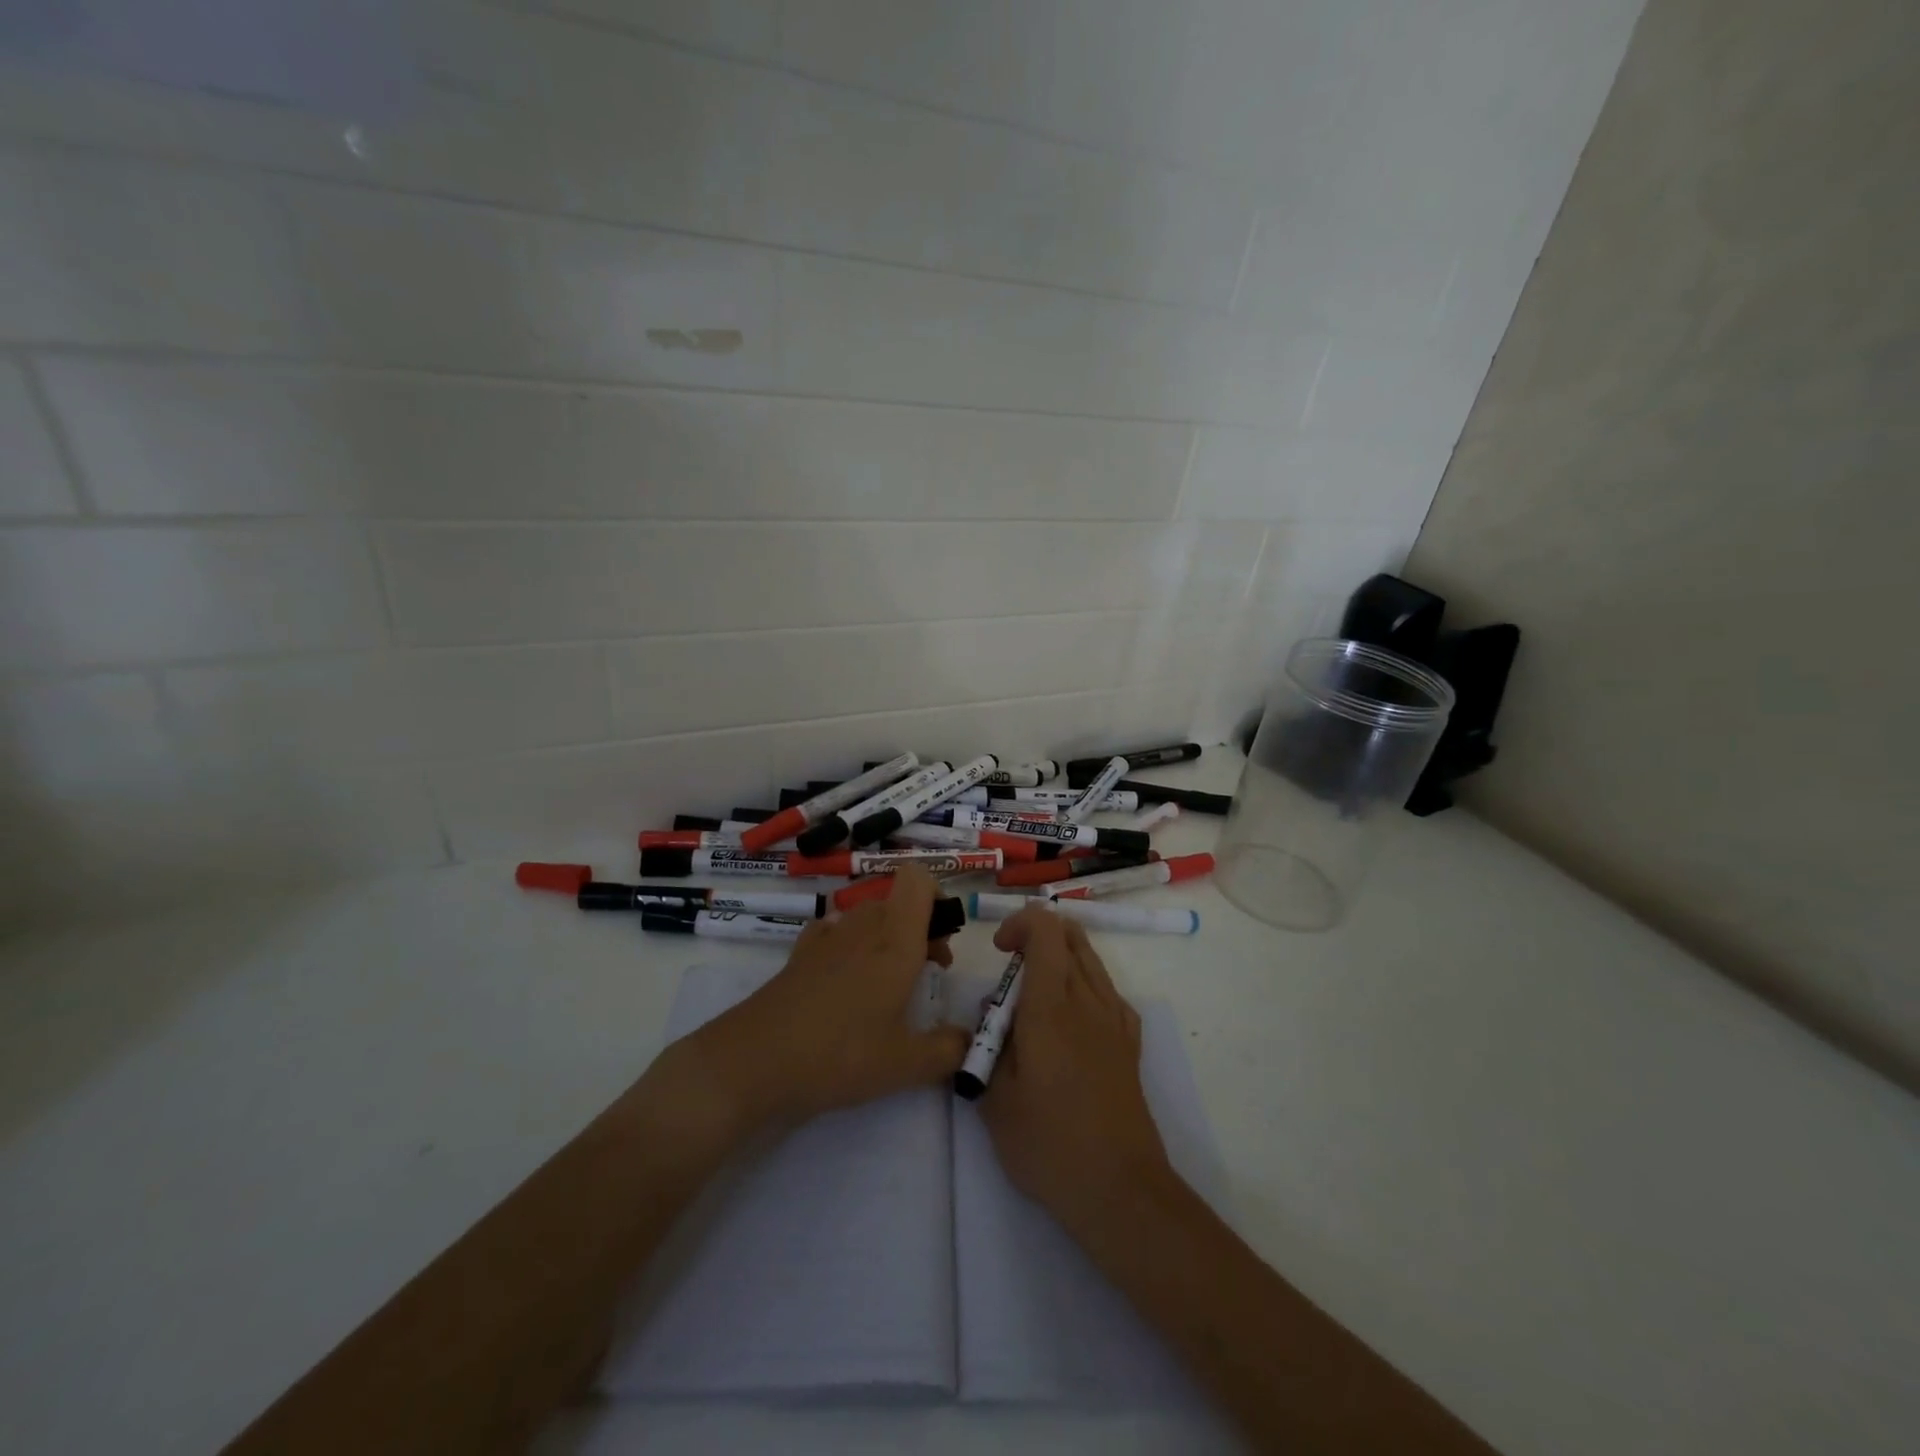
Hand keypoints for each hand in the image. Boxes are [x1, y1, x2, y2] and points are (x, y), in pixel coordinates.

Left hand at [675, 865, 967, 1135]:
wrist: (755, 1061)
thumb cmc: (840, 1054)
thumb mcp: (905, 1065)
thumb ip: (948, 1050)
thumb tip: (968, 1042)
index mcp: (895, 940)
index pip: (918, 878)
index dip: (937, 896)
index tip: (944, 939)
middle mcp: (863, 927)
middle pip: (897, 900)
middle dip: (920, 927)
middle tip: (927, 973)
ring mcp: (827, 938)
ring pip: (868, 917)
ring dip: (887, 939)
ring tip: (890, 986)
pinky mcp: (800, 954)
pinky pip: (836, 933)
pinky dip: (850, 947)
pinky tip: (847, 985)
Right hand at [978, 906, 1172, 1236]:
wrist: (1120, 1189)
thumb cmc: (1049, 1146)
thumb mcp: (995, 1100)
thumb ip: (987, 1047)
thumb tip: (992, 1016)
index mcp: (1050, 1007)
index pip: (1045, 929)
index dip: (1019, 924)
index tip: (1000, 952)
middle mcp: (1087, 1001)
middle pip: (1070, 935)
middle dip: (1037, 937)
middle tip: (1012, 974)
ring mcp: (1115, 1019)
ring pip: (1091, 959)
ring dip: (1061, 959)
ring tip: (1036, 999)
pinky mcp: (1130, 1042)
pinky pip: (1108, 991)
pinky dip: (1085, 986)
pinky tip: (1071, 1022)